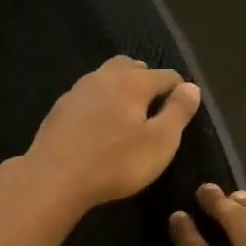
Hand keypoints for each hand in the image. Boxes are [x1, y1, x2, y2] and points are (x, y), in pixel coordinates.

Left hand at [20, 56, 202, 211]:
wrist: (54, 178)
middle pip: (131, 67)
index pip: (166, 76)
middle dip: (146, 79)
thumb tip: (191, 87)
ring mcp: (78, 90)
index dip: (179, 89)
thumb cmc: (115, 162)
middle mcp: (105, 77)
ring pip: (106, 77)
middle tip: (155, 105)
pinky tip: (99, 122)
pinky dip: (99, 101)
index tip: (184, 108)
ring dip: (120, 87)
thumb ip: (178, 112)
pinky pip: (87, 95)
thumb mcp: (160, 142)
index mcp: (133, 82)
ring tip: (128, 112)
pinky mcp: (60, 108)